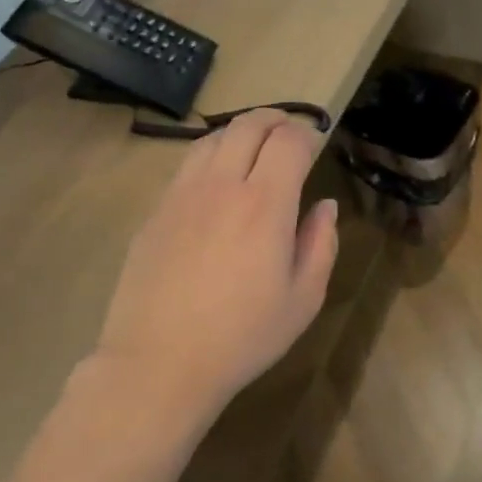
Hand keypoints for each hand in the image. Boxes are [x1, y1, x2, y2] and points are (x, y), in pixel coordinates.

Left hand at [92, 109, 338, 420]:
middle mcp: (221, 186)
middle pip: (247, 125)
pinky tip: (215, 181)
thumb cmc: (243, 337)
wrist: (159, 362)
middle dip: (274, 119)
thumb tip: (325, 206)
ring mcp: (181, 195)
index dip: (306, 134)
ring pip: (211, 139)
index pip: (289, 141)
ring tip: (252, 148)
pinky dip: (209, 157)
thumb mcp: (303, 299)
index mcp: (265, 204)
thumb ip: (320, 244)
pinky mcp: (155, 212)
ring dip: (238, 132)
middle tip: (288, 131)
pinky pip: (186, 167)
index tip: (315, 144)